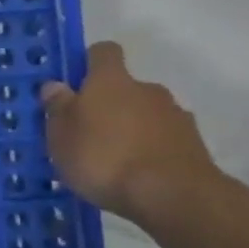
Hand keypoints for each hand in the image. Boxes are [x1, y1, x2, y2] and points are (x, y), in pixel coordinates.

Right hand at [39, 42, 218, 221]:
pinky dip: (151, 150)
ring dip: (131, 128)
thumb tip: (55, 85)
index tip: (75, 83)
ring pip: (146, 114)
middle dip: (108, 105)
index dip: (89, 62)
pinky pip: (164, 139)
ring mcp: (175, 115)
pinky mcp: (193, 144)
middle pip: (125, 87)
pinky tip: (137, 175)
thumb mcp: (62, 136)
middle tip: (87, 134)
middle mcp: (146, 89)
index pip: (103, 52)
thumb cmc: (104, 158)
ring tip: (112, 161)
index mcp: (111, 80)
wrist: (173, 195)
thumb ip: (58, 108)